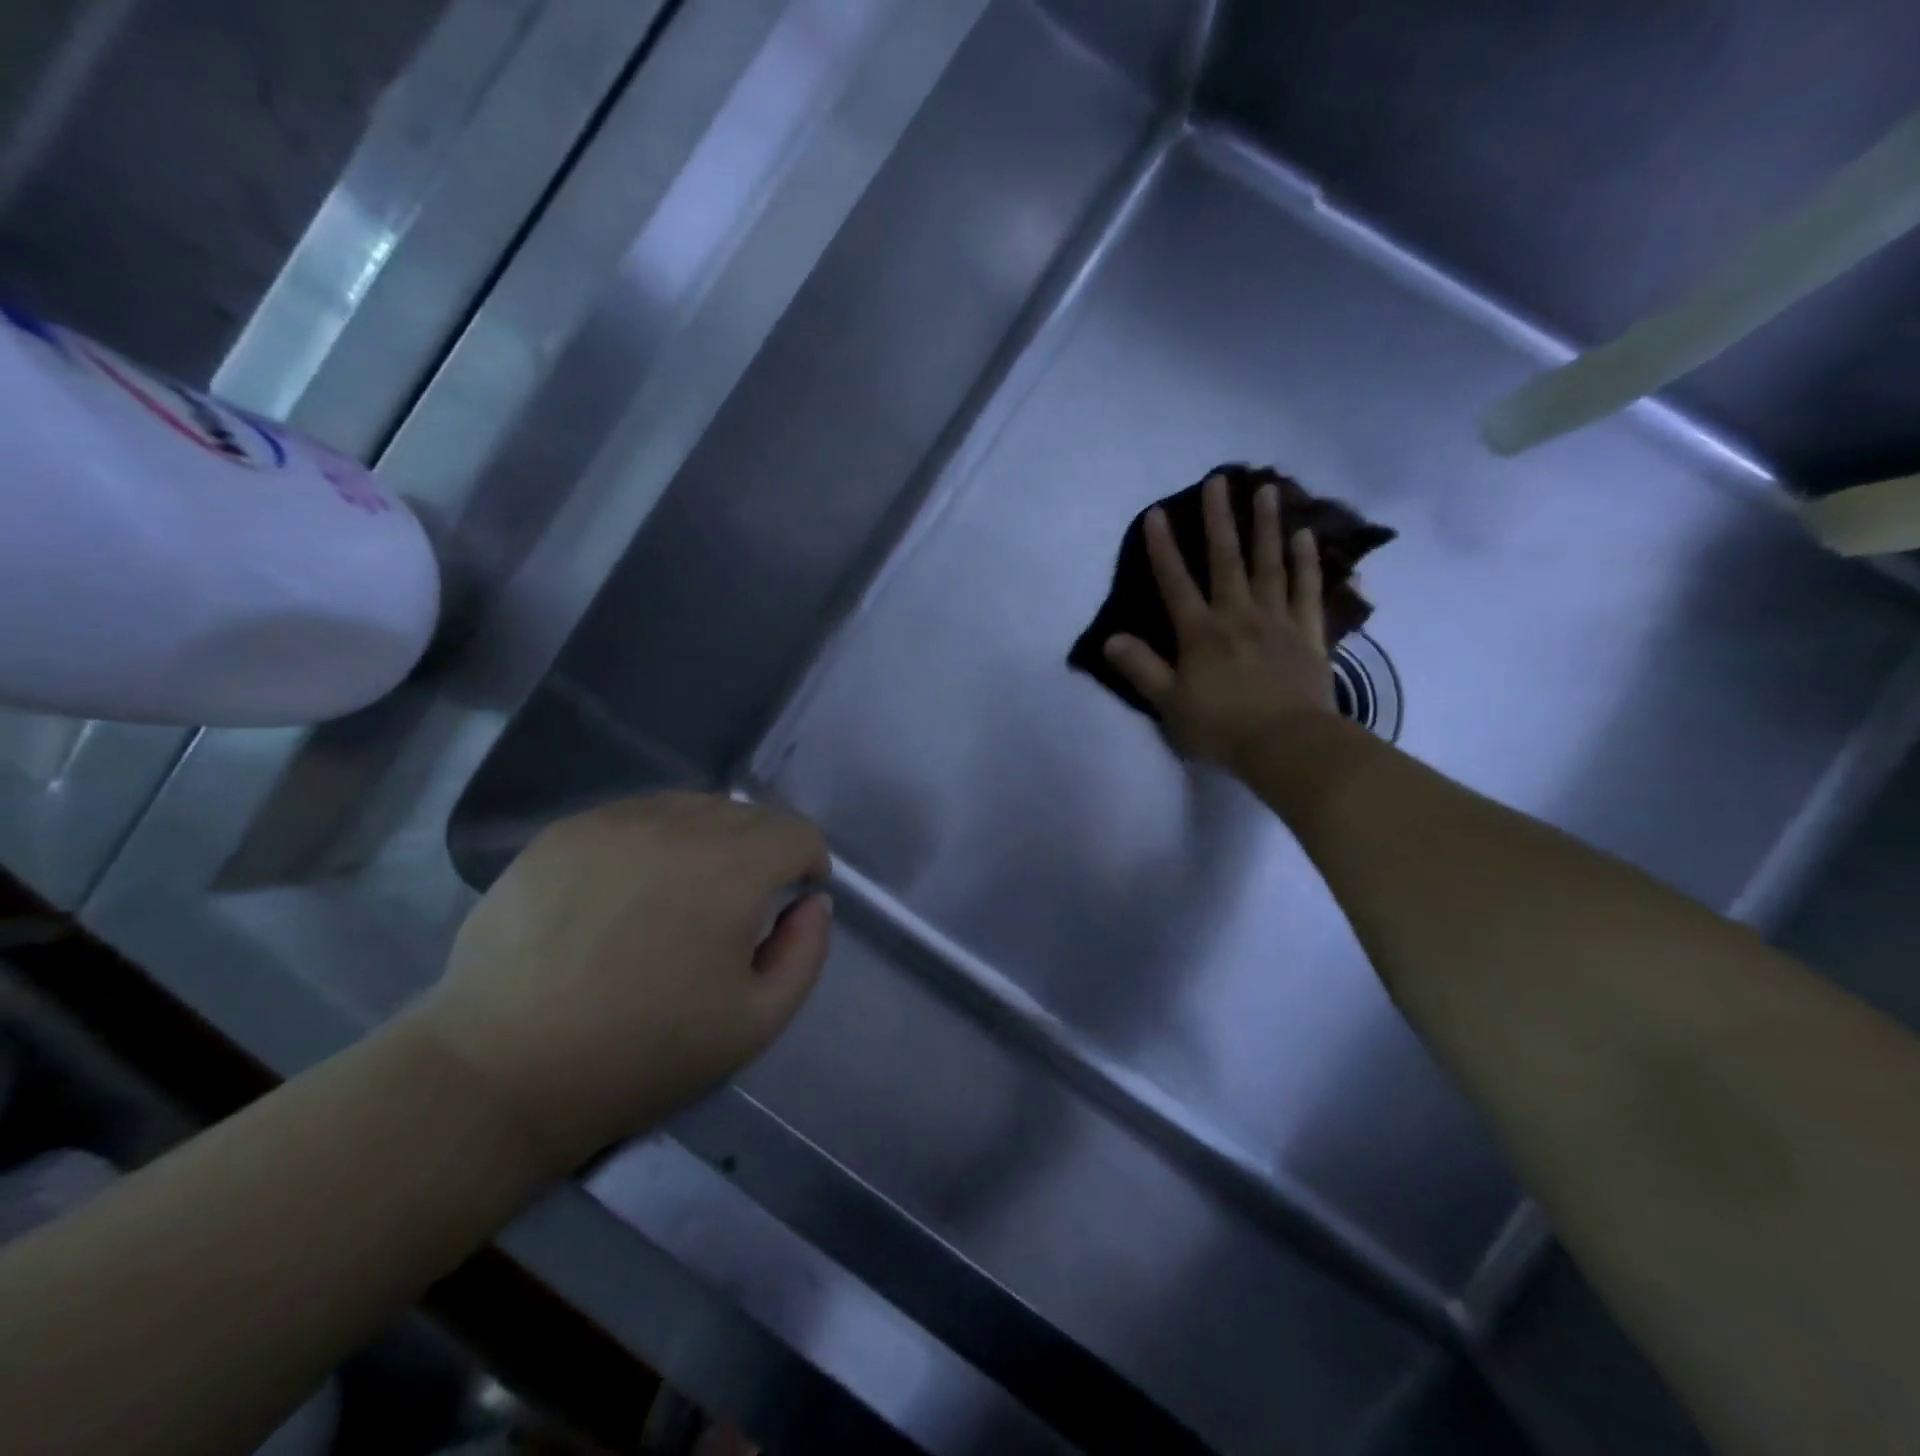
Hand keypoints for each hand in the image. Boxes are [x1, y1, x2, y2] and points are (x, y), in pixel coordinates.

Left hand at [408, 794, 830, 1172]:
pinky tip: (632, 888)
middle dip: (764, 849)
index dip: (808, 862)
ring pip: (692, 807)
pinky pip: (637, 815)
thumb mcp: (756, 1021)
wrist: (502, 1070)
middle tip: (743, 903)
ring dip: (712, 838)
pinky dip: (657, 838)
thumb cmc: (643, 1053)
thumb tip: (812, 902)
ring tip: (688, 890)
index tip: (795, 897)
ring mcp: (614, 821)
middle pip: (747, 814)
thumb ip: (806, 952)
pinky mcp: (565, 832)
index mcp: (731, 868)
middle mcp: (678, 825)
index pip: (796, 832)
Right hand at [1104, 473, 1335, 772]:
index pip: (1175, 583)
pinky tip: (1304, 536)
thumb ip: (1141, 669)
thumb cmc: (1222, 727)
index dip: (1163, 549)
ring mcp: (1277, 620)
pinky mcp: (1308, 633)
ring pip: (1270, 564)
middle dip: (1220, 519)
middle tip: (1219, 480)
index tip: (1156, 514)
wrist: (1287, 744)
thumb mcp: (1169, 703)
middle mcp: (1238, 615)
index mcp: (1200, 633)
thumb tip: (1111, 639)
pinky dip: (1306, 562)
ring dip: (1266, 526)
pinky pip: (1307, 590)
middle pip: (1227, 560)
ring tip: (1268, 489)